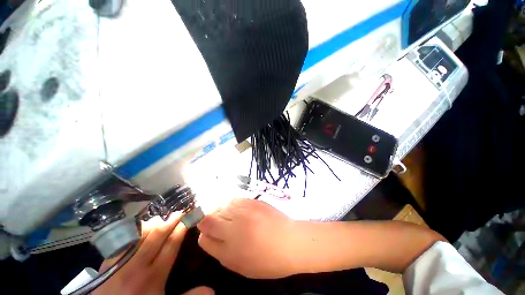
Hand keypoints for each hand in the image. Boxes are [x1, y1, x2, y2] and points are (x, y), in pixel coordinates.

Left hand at [94, 213, 213, 294]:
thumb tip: (213, 289)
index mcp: (154, 276)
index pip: (171, 245)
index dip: (181, 229)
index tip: (188, 219)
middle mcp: (138, 265)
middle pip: (157, 236)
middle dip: (170, 221)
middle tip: (179, 212)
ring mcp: (122, 261)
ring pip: (140, 234)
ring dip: (153, 224)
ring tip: (162, 218)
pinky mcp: (108, 261)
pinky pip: (124, 239)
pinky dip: (134, 231)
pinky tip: (141, 227)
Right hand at [197, 198, 298, 278]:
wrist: (289, 240)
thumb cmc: (266, 260)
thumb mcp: (239, 264)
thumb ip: (219, 250)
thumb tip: (207, 236)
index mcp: (229, 248)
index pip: (204, 235)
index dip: (204, 233)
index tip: (210, 234)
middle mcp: (234, 226)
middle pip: (209, 217)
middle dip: (210, 221)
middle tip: (220, 226)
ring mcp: (243, 211)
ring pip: (221, 206)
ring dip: (221, 212)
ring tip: (229, 217)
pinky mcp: (252, 201)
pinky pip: (234, 199)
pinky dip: (231, 205)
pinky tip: (237, 210)